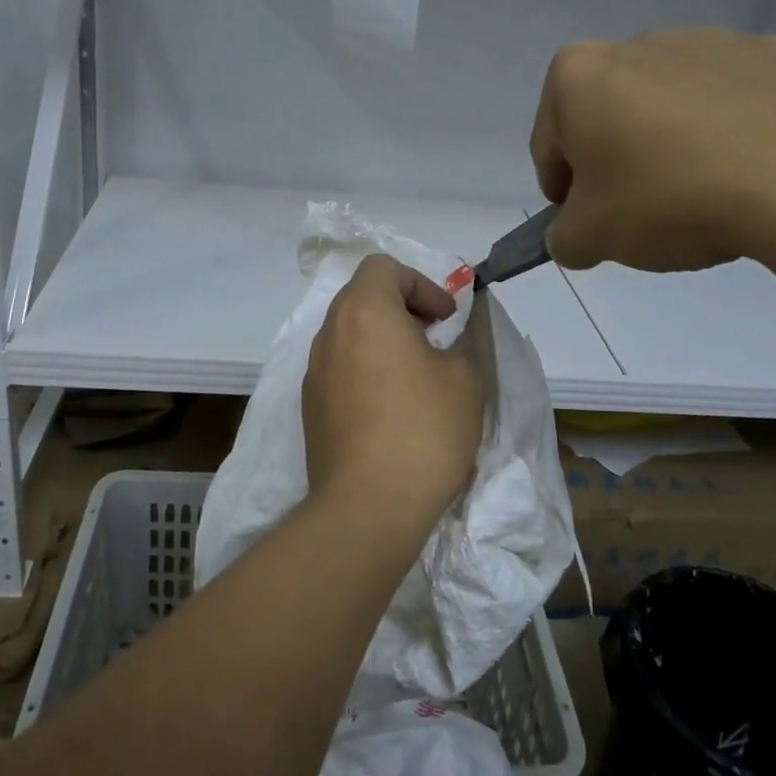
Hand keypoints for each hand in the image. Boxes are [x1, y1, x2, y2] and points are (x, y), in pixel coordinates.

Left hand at [302, 254, 483, 532]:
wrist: (367, 507)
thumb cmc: (423, 430)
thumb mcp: (465, 377)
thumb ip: (462, 340)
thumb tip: (451, 333)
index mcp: (364, 311)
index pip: (383, 267)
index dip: (421, 283)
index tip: (445, 320)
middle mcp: (330, 332)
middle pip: (363, 297)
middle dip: (402, 309)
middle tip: (434, 341)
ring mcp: (313, 371)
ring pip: (349, 333)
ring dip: (383, 340)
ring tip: (416, 378)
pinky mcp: (309, 406)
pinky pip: (340, 368)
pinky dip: (365, 370)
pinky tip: (391, 411)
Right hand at [530, 28, 775, 271]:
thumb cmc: (667, 199)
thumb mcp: (590, 239)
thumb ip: (563, 238)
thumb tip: (573, 235)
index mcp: (577, 75)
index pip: (549, 144)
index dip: (563, 192)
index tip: (589, 223)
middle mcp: (635, 44)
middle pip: (608, 116)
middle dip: (616, 160)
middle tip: (642, 211)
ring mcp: (707, 41)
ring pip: (667, 104)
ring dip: (669, 142)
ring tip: (700, 192)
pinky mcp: (769, 53)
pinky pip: (728, 99)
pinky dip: (726, 129)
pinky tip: (743, 169)